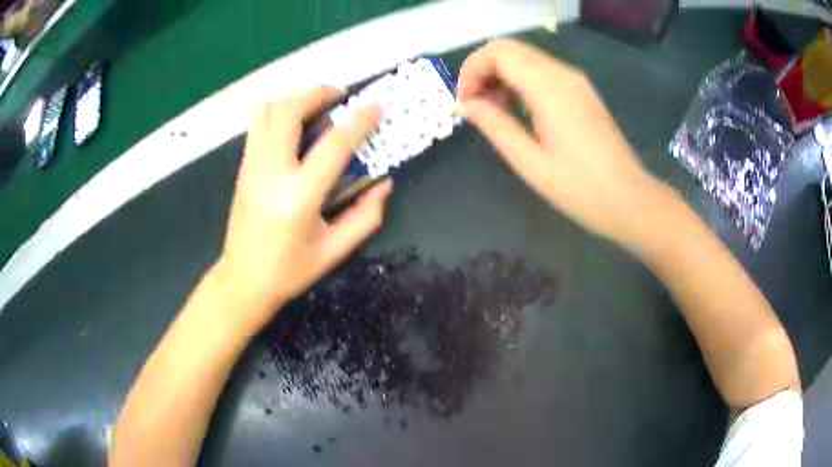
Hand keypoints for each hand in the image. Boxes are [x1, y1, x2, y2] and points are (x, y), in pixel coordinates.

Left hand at [213, 85, 391, 332]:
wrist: (242, 280)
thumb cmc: (289, 271)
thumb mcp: (335, 251)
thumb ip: (366, 216)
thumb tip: (384, 183)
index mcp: (298, 198)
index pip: (332, 145)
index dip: (359, 121)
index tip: (377, 106)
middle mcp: (270, 173)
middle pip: (288, 111)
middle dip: (318, 92)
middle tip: (340, 95)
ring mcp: (251, 166)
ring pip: (267, 110)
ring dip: (295, 97)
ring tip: (317, 105)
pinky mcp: (243, 167)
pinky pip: (259, 124)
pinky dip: (280, 111)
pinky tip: (296, 124)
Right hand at [457, 40, 666, 246]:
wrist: (629, 199)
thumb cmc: (580, 189)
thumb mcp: (530, 163)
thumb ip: (495, 126)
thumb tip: (466, 105)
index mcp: (548, 88)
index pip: (498, 53)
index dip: (472, 71)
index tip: (465, 103)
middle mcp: (562, 74)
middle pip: (509, 48)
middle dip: (483, 70)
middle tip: (476, 106)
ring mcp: (575, 80)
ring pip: (525, 57)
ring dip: (501, 76)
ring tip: (495, 112)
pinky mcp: (581, 90)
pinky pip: (541, 71)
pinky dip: (520, 81)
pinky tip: (518, 110)